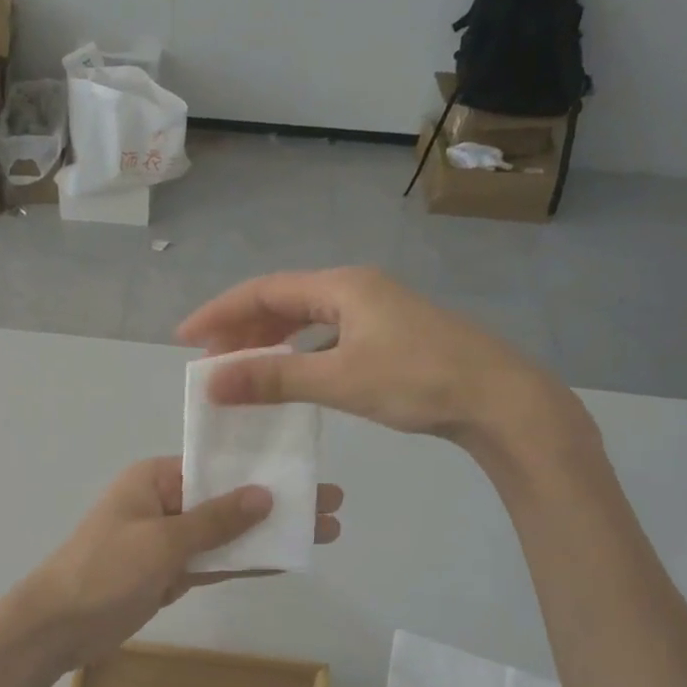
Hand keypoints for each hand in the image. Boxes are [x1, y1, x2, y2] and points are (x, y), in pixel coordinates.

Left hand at [18, 458, 342, 666]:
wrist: (57, 627)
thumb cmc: (104, 570)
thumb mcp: (161, 541)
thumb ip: (214, 521)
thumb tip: (264, 495)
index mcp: (154, 479)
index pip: (215, 467)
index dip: (261, 470)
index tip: (306, 471)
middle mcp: (163, 503)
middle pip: (228, 501)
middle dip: (276, 504)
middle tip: (332, 505)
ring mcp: (168, 541)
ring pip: (226, 534)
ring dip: (267, 535)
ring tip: (321, 532)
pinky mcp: (170, 574)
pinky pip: (214, 563)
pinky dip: (245, 563)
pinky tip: (284, 559)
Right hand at [177, 267, 577, 449]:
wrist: (501, 400)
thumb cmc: (418, 381)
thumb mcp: (339, 380)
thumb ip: (273, 380)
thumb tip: (211, 382)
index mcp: (341, 287)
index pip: (264, 291)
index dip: (220, 312)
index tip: (186, 338)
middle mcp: (356, 290)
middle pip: (283, 301)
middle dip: (242, 329)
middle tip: (209, 360)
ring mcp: (376, 312)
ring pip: (306, 320)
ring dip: (270, 342)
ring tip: (240, 369)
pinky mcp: (390, 336)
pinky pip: (327, 337)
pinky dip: (299, 353)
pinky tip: (291, 375)